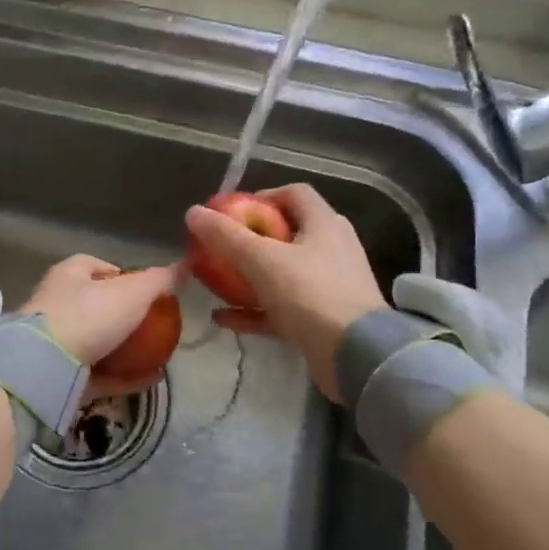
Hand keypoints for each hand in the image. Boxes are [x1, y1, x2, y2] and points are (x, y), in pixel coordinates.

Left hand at [20, 255, 180, 396]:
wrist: (46, 366)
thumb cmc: (90, 315)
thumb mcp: (133, 292)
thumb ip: (159, 280)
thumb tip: (183, 267)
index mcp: (69, 274)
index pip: (99, 267)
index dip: (124, 276)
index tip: (148, 293)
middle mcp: (57, 303)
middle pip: (97, 306)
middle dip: (124, 317)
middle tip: (154, 328)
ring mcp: (54, 341)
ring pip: (96, 342)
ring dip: (124, 350)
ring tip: (156, 356)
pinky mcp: (57, 373)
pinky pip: (96, 373)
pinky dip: (121, 376)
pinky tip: (147, 380)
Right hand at [185, 184, 385, 401]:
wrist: (355, 355)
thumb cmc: (310, 295)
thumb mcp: (262, 260)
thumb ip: (225, 236)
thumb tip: (192, 212)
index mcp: (324, 224)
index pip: (293, 194)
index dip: (261, 197)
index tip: (232, 213)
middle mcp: (332, 248)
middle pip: (286, 234)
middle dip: (250, 241)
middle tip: (220, 249)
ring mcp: (330, 285)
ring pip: (283, 273)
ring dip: (250, 277)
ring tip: (218, 283)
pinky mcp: (324, 319)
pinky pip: (283, 307)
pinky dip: (256, 310)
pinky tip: (225, 318)